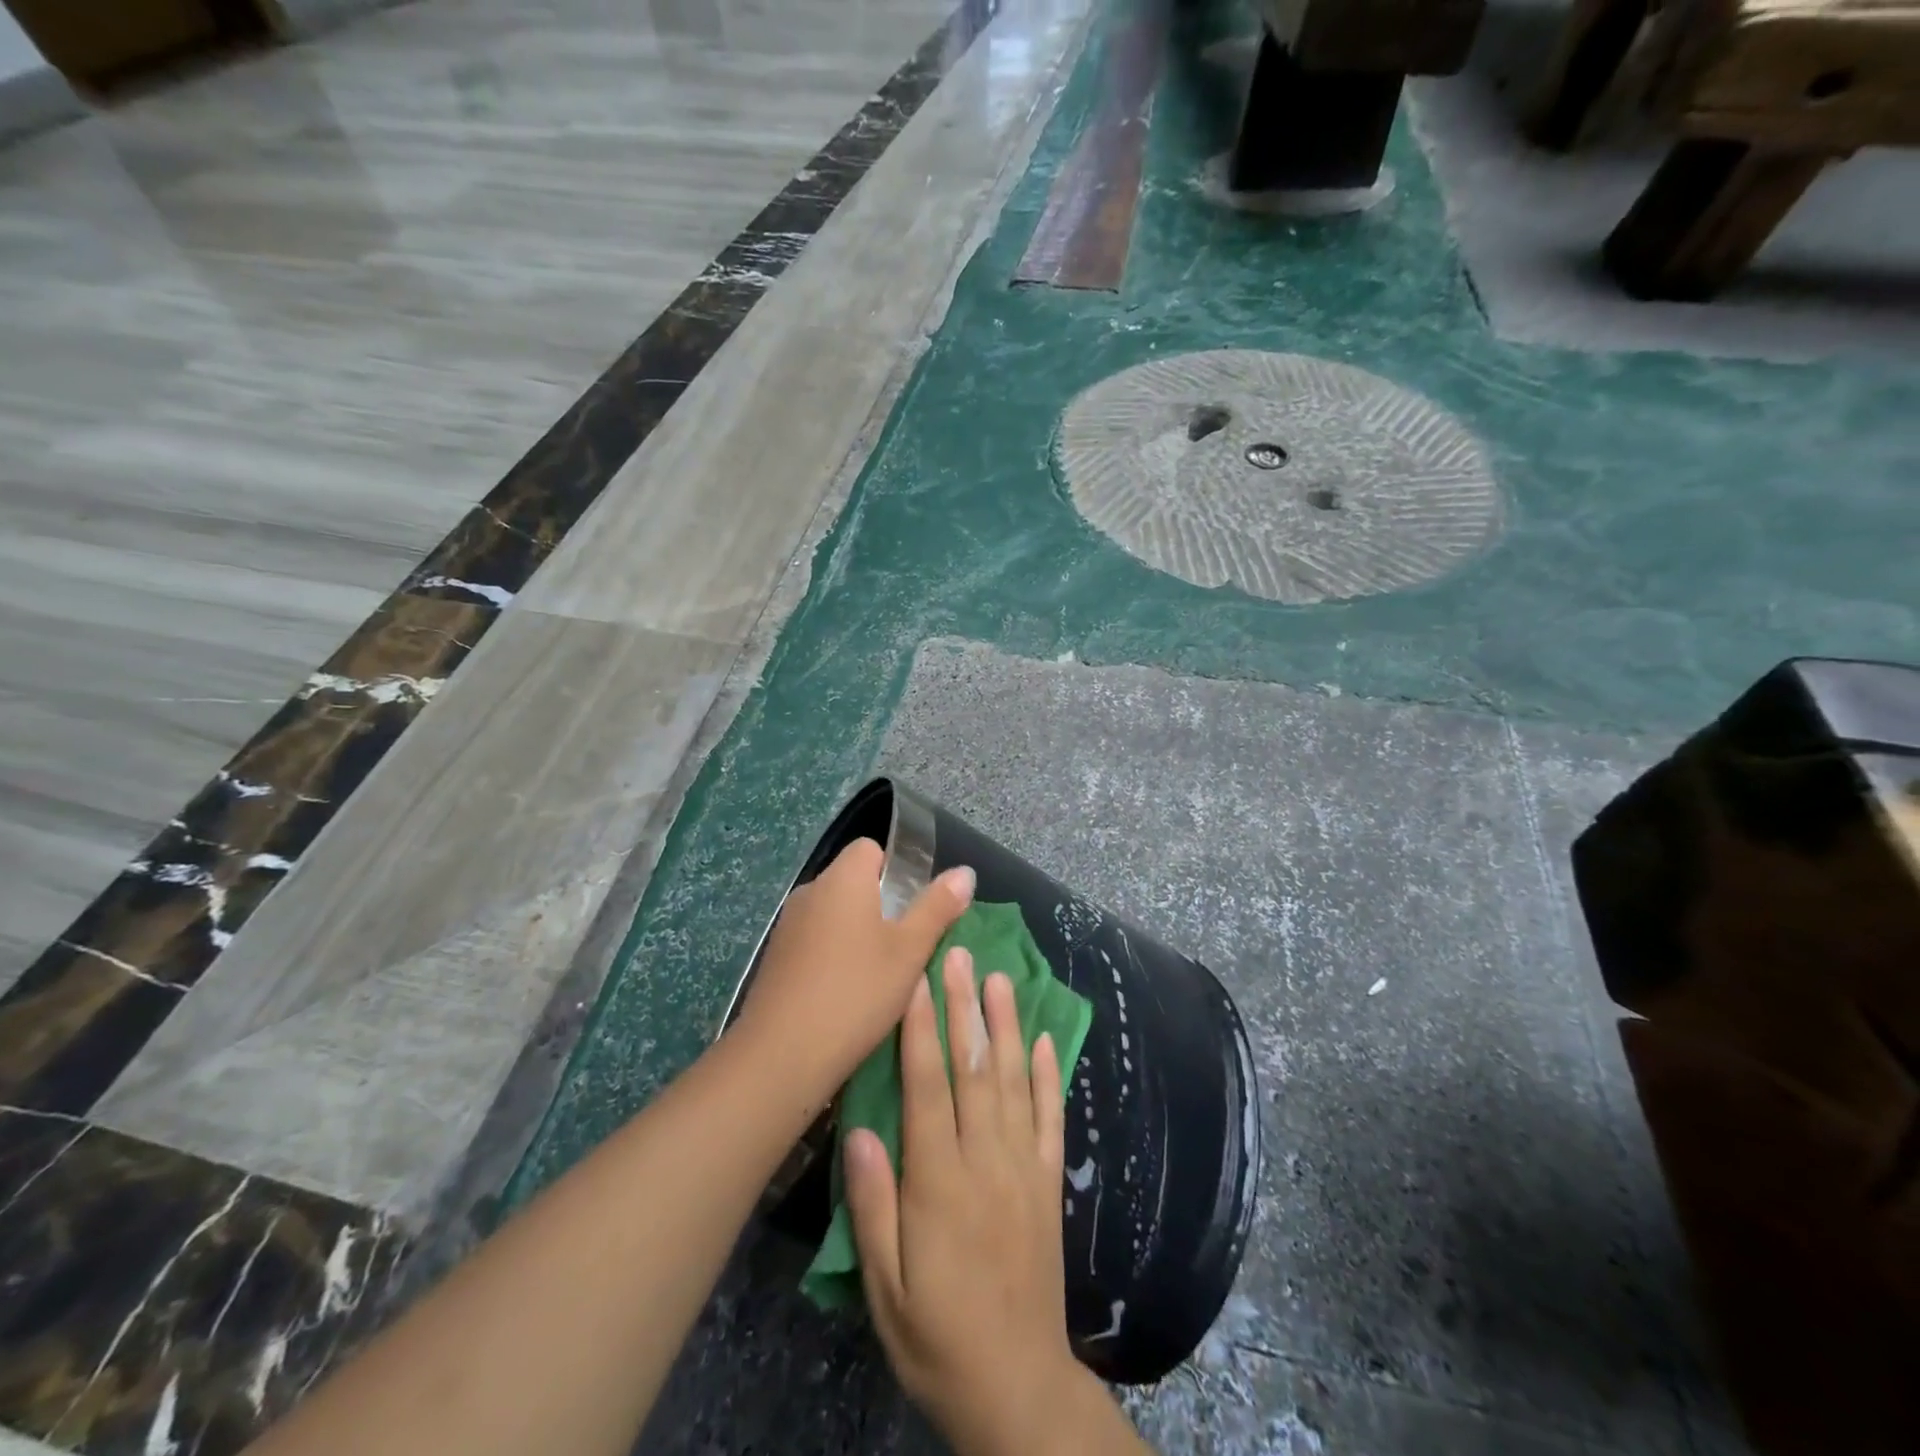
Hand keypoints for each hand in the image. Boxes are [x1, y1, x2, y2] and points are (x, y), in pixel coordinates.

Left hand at [733, 839, 973, 1105]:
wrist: (782, 1054)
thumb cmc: (856, 992)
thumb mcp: (910, 951)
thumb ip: (938, 907)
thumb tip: (964, 871)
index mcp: (842, 878)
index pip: (871, 848)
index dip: (897, 870)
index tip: (912, 908)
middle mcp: (810, 891)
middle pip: (853, 881)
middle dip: (881, 906)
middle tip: (905, 947)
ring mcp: (787, 925)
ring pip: (834, 914)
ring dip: (857, 934)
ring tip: (879, 975)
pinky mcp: (775, 958)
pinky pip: (814, 941)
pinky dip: (833, 956)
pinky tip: (846, 994)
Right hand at [845, 948, 1092, 1455]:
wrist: (1018, 1387)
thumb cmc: (938, 1337)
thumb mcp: (885, 1289)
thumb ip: (872, 1207)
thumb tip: (860, 1129)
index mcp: (940, 1184)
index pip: (928, 1089)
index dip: (920, 1031)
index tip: (916, 981)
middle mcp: (987, 1162)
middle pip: (975, 1070)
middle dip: (964, 1008)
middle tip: (958, 955)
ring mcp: (1025, 1169)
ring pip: (1016, 1082)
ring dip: (1007, 1026)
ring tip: (1000, 978)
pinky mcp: (1050, 1184)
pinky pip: (1052, 1120)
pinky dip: (1051, 1076)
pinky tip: (1047, 1040)